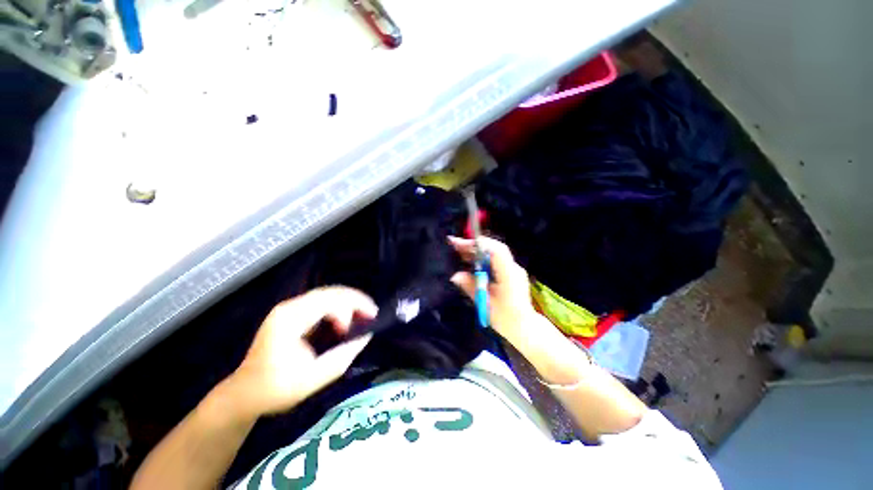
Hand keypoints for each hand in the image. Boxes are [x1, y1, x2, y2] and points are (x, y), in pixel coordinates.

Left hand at [222, 287, 377, 419]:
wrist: (243, 395)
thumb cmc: (275, 389)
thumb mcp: (313, 378)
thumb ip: (343, 356)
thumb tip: (367, 336)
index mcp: (291, 319)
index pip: (331, 299)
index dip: (355, 304)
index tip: (371, 318)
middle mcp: (290, 307)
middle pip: (330, 292)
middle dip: (355, 300)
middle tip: (372, 313)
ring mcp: (289, 309)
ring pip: (327, 295)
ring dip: (348, 303)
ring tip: (363, 315)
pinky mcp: (292, 314)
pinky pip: (321, 303)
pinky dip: (338, 307)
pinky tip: (346, 319)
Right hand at [448, 236, 542, 347]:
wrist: (525, 328)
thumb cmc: (505, 318)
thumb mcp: (484, 303)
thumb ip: (470, 286)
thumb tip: (455, 275)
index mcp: (509, 275)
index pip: (496, 251)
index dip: (478, 244)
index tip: (460, 244)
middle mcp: (513, 268)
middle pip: (494, 248)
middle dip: (473, 245)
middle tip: (454, 244)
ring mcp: (513, 269)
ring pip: (494, 252)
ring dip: (476, 250)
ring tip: (459, 250)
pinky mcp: (510, 272)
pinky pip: (495, 259)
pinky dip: (482, 257)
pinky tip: (471, 260)